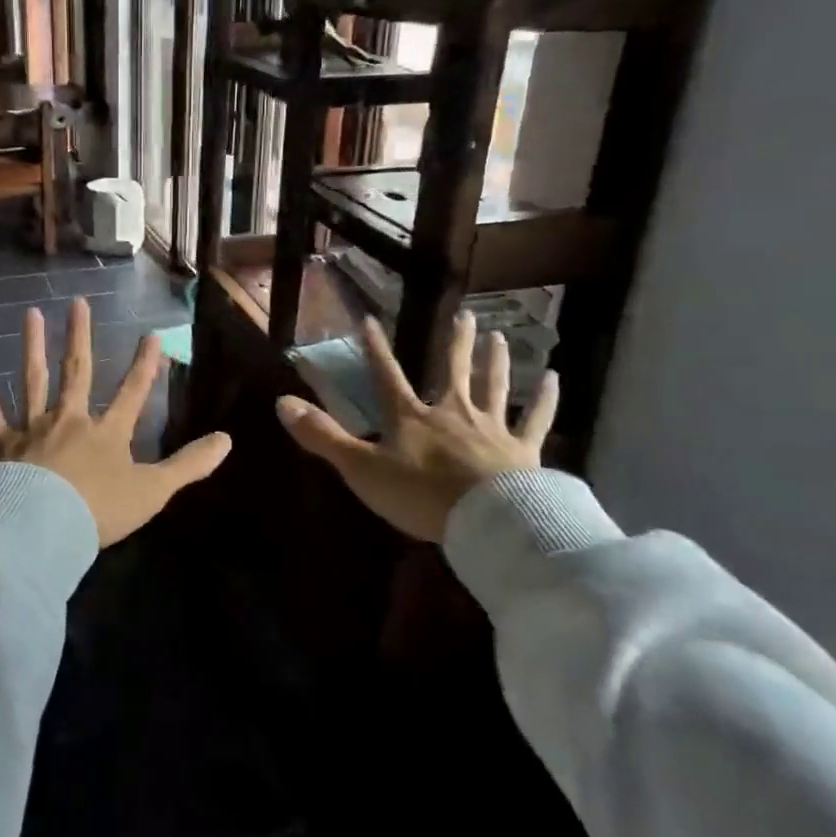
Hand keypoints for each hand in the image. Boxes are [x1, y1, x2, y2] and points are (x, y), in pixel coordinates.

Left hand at [0, 298, 232, 546]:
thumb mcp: (153, 491)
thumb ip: (189, 465)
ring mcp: (33, 428)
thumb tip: (228, 439)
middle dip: (80, 337)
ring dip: (34, 346)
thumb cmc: (98, 511)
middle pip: (77, 371)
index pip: (133, 392)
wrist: (42, 528)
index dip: (145, 365)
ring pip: (34, 379)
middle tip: (78, 303)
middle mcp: (70, 419)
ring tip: (32, 314)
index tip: (152, 335)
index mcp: (107, 433)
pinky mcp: (0, 443)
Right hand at [276, 314, 556, 542]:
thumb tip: (281, 402)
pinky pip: (536, 419)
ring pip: (493, 386)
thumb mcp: (361, 468)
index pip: (387, 375)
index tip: (370, 319)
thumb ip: (322, 436)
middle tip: (465, 315)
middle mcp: (452, 412)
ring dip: (494, 360)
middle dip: (455, 343)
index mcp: (412, 418)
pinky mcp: (524, 450)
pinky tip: (554, 378)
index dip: (375, 348)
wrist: (487, 521)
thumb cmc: (420, 495)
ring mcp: (491, 428)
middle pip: (452, 370)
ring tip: (497, 335)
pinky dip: (545, 398)